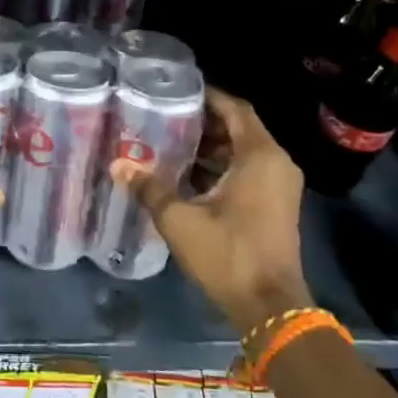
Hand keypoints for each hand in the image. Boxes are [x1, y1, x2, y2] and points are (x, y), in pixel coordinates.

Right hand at [114, 88, 310, 333]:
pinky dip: (221, 166)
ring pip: (243, 151)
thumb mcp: (180, 220)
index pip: (235, 109)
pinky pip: (248, 170)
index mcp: (259, 156)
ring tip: (168, 141)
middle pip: (239, 128)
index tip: (175, 91)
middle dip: (203, 122)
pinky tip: (186, 174)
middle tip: (164, 116)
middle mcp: (276, 163)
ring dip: (211, 146)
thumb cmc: (228, 254)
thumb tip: (118, 165)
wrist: (270, 306)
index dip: (207, 97)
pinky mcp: (275, 204)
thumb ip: (150, 188)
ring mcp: (279, 185)